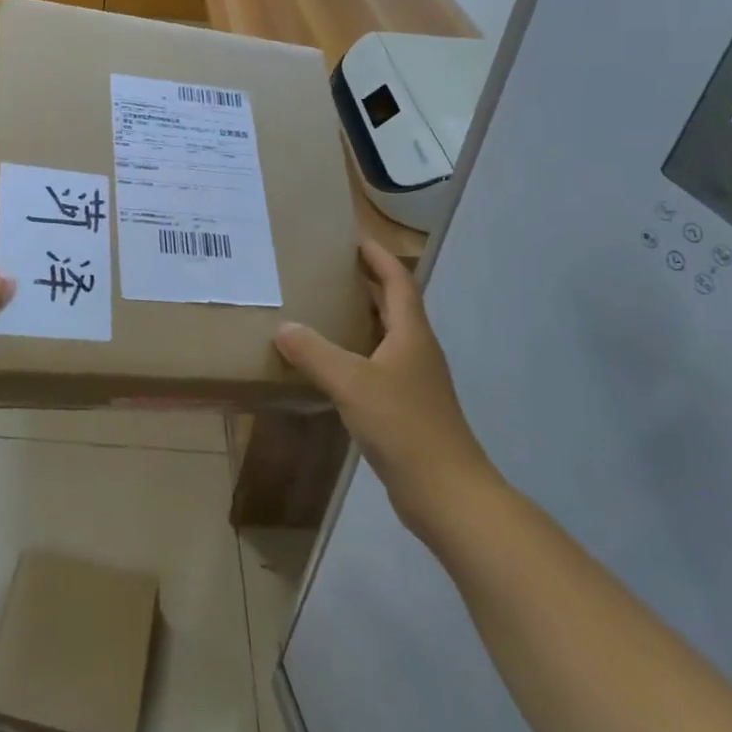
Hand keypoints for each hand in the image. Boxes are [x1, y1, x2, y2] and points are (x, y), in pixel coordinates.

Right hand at [274, 241, 498, 531]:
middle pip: (394, 306)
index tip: (354, 238)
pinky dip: (357, 354)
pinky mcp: (408, 409)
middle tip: (329, 269)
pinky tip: (332, 366)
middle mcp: (416, 351)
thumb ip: (315, 353)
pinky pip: (379, 367)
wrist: (447, 493)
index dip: (379, 257)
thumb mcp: (352, 383)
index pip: (398, 281)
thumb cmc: (404, 426)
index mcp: (411, 334)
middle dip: (367, 283)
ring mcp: (415, 382)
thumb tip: (283, 327)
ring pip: (386, 337)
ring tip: (324, 309)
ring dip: (361, 318)